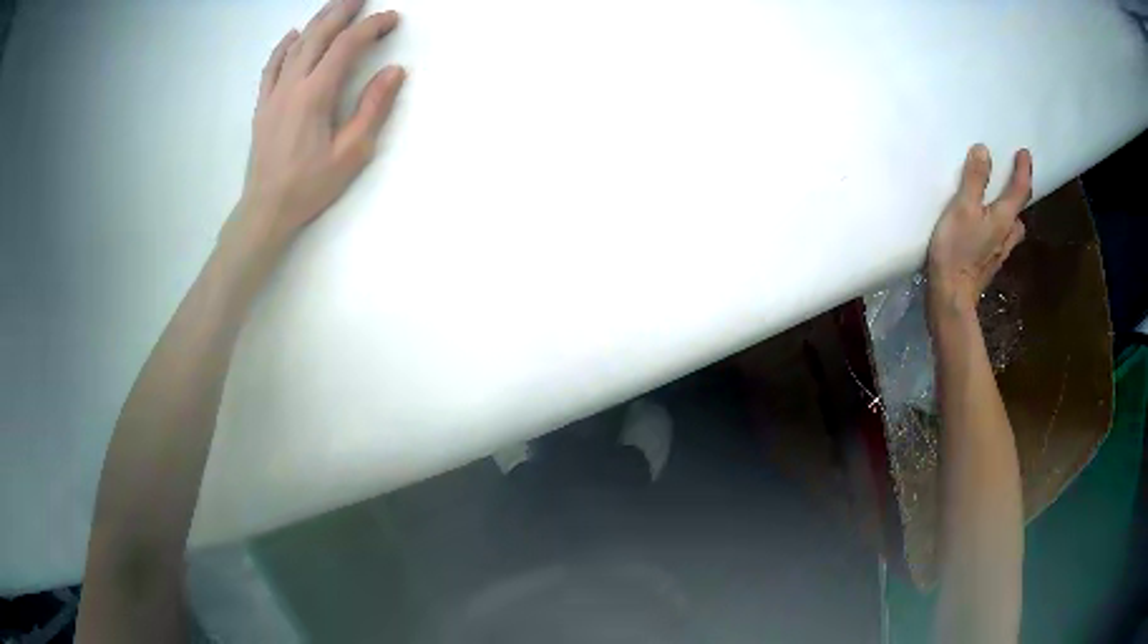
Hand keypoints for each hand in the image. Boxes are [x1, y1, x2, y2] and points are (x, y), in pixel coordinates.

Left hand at [235, 0, 405, 247]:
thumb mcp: (351, 152)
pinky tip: (292, 34)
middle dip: (342, 11)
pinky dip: (283, 46)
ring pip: (295, 46)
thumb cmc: (310, 185)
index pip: (346, 47)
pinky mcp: (263, 105)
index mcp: (315, 94)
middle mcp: (292, 85)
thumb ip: (373, 108)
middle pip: (318, 36)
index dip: (371, 27)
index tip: (392, 19)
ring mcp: (273, 93)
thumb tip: (394, 70)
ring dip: (316, 21)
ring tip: (334, 6)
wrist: (266, 209)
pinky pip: (271, 66)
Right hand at [927, 144, 1032, 318]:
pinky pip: (1000, 239)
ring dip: (1009, 214)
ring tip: (999, 203)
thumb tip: (985, 150)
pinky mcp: (988, 264)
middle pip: (1019, 213)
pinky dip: (997, 228)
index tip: (1025, 152)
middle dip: (1019, 196)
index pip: (1020, 189)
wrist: (951, 298)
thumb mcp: (963, 208)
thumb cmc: (957, 251)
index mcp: (1004, 218)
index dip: (1023, 170)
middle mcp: (1007, 235)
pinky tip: (985, 229)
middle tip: (1013, 180)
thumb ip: (974, 179)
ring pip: (1011, 229)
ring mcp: (999, 253)